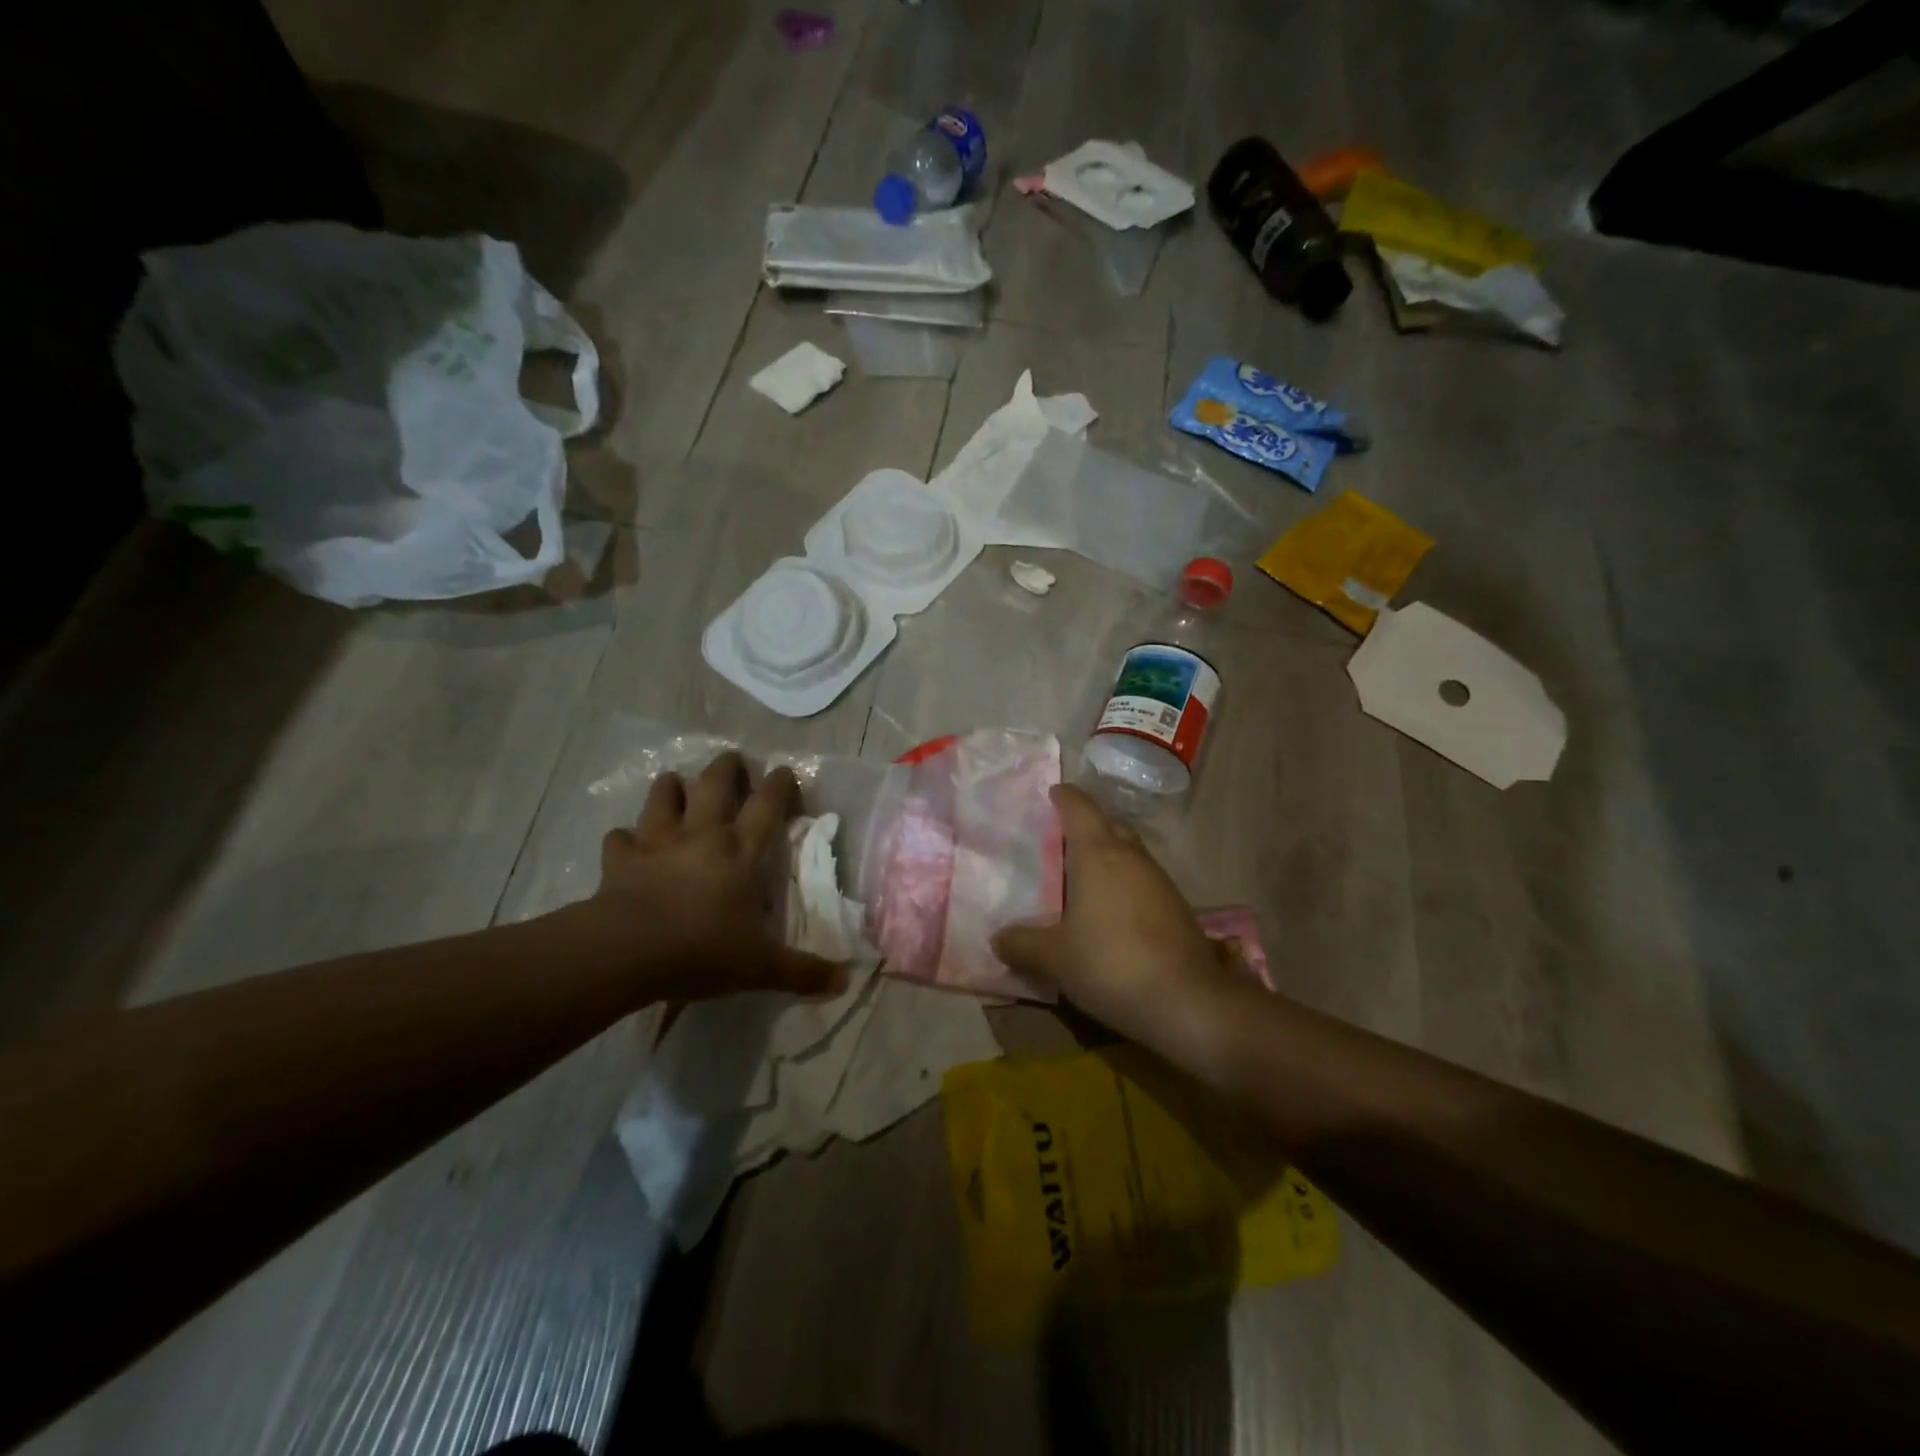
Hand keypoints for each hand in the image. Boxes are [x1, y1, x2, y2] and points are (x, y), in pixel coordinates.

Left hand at [590, 752, 842, 1000]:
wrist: (629, 952)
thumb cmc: (702, 950)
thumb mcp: (762, 967)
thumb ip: (803, 972)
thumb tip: (844, 982)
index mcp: (740, 852)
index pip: (767, 805)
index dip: (780, 784)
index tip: (785, 771)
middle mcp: (701, 835)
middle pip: (715, 784)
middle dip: (727, 767)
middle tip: (733, 759)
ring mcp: (657, 843)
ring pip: (663, 798)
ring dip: (670, 787)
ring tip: (675, 782)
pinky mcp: (621, 860)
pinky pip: (619, 838)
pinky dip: (624, 838)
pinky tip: (626, 842)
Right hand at [992, 786, 1249, 1058]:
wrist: (1188, 1001)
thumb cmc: (1111, 963)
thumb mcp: (1055, 958)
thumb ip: (1023, 943)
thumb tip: (998, 938)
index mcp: (1098, 854)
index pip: (1080, 808)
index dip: (1065, 797)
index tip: (1052, 792)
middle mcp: (1131, 857)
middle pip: (1109, 824)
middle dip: (1087, 824)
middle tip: (1059, 837)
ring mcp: (1159, 880)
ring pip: (1129, 852)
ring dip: (1107, 855)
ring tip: (1081, 876)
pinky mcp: (1176, 907)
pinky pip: (1141, 879)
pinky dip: (1123, 882)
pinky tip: (1110, 910)